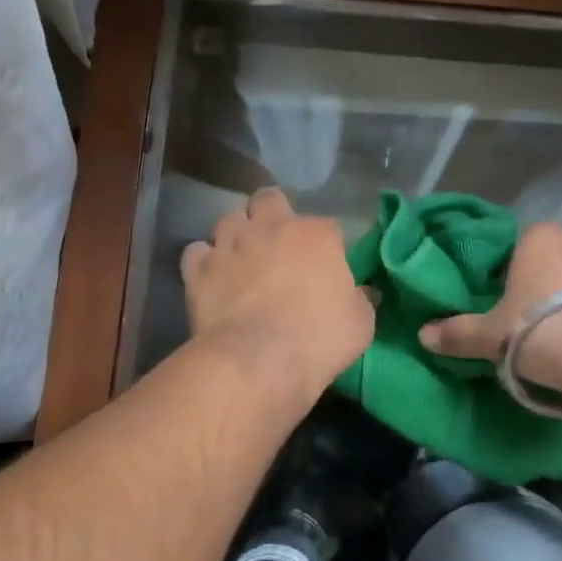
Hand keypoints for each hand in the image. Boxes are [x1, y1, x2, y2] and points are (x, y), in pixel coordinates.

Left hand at [182, 188, 373, 400]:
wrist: (258, 361)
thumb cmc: (319, 339)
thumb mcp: (360, 323)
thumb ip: (361, 300)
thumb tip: (364, 293)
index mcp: (316, 235)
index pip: (326, 226)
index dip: (325, 245)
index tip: (325, 267)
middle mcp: (271, 227)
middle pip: (268, 199)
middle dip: (272, 213)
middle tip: (276, 242)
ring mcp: (230, 245)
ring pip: (229, 219)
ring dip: (237, 234)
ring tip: (241, 258)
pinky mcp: (199, 269)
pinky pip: (197, 252)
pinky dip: (204, 260)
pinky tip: (212, 277)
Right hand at [418, 222, 561, 391]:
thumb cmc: (536, 328)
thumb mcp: (489, 335)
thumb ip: (457, 333)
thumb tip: (423, 335)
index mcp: (535, 236)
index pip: (512, 246)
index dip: (502, 274)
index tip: (496, 300)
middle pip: (546, 260)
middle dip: (536, 285)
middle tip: (521, 318)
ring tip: (553, 332)